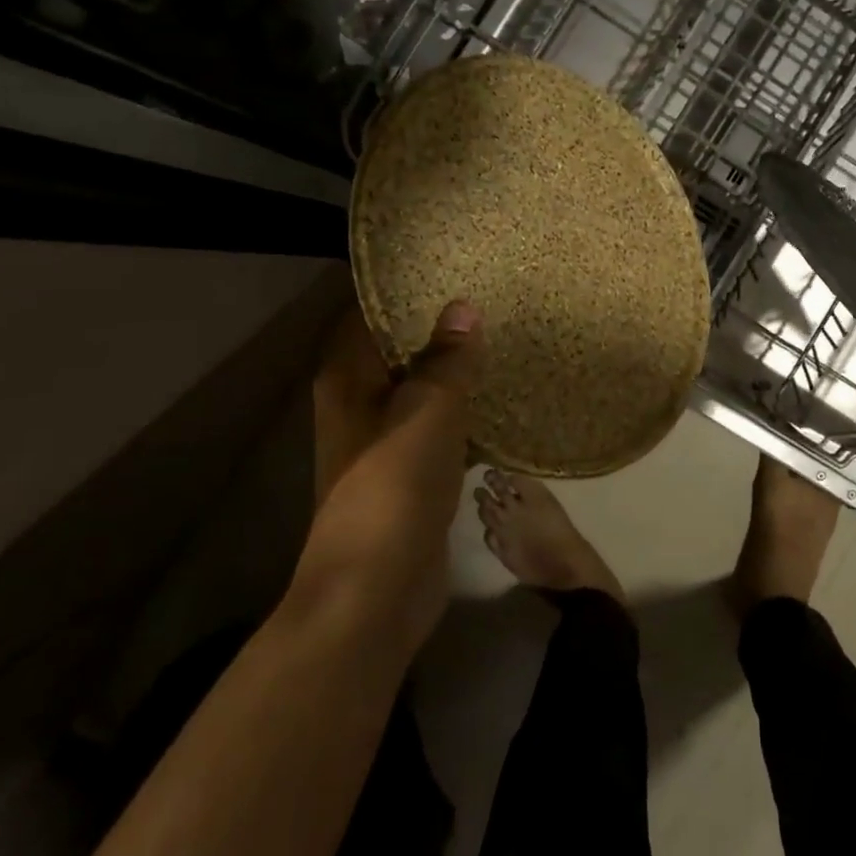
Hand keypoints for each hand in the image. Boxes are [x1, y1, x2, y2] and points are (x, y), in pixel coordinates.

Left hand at [291, 299, 483, 649]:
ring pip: (424, 390)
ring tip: (505, 336)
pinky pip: (442, 427)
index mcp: (349, 379)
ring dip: (457, 371)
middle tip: (493, 296)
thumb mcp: (425, 412)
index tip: (454, 266)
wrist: (376, 589)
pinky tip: (506, 397)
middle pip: (400, 349)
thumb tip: (463, 307)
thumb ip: (446, 360)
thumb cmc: (393, 488)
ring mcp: (386, 441)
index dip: (407, 289)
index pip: (371, 314)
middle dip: (441, 327)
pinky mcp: (412, 473)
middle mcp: (361, 403)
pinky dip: (467, 412)